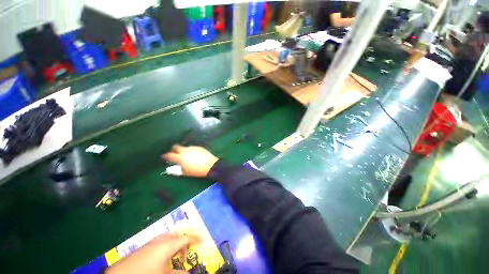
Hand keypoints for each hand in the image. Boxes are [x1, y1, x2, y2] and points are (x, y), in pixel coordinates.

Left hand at [105, 233, 200, 273]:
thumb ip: (179, 273)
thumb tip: (190, 273)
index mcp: (169, 243)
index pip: (187, 237)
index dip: (196, 239)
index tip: (202, 242)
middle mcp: (162, 239)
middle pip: (178, 236)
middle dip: (185, 243)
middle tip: (186, 255)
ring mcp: (153, 241)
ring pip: (170, 238)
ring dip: (176, 245)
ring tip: (176, 258)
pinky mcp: (145, 245)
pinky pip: (161, 241)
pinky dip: (167, 247)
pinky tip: (163, 258)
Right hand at [162, 145, 218, 177]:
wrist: (210, 165)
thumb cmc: (196, 171)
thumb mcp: (185, 173)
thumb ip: (175, 170)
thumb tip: (168, 169)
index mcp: (180, 157)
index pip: (169, 155)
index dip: (165, 156)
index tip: (164, 157)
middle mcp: (185, 150)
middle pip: (176, 147)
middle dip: (173, 150)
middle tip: (174, 154)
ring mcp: (192, 148)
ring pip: (184, 147)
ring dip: (183, 150)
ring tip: (186, 156)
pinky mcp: (198, 147)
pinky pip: (192, 148)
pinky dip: (190, 150)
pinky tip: (194, 155)